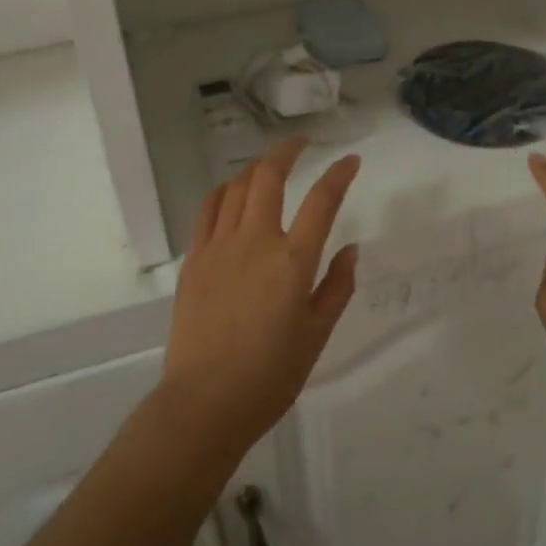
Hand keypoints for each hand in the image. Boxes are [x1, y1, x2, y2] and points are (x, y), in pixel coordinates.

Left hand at [162, 137, 361, 457]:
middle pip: (269, 177)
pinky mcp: (194, 259)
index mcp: (293, 261)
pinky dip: (224, 191)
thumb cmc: (270, 375)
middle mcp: (256, 241)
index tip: (351, 160)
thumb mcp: (317, 335)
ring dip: (257, 168)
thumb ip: (337, 287)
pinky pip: (208, 209)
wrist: (205, 402)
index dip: (339, 174)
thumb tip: (350, 248)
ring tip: (270, 166)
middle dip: (288, 151)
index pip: (322, 201)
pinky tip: (233, 191)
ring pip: (237, 187)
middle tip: (302, 143)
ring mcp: (219, 247)